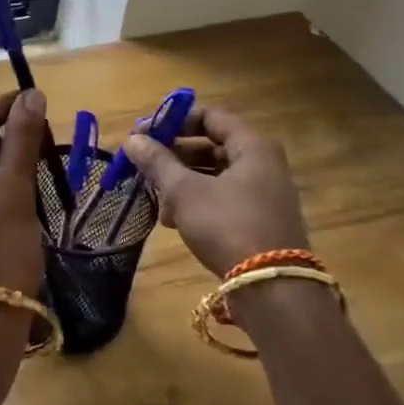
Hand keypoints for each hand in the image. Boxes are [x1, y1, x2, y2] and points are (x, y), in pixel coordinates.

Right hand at [124, 103, 309, 278]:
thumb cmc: (227, 225)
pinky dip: (196, 200)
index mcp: (252, 146)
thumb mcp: (184, 191)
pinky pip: (221, 197)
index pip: (210, 116)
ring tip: (154, 195)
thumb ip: (157, 162)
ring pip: (214, 173)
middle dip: (174, 153)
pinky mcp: (258, 219)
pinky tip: (171, 218)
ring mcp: (263, 193)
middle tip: (143, 163)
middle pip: (211, 144)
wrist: (270, 288)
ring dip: (181, 179)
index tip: (144, 133)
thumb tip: (132, 140)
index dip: (174, 120)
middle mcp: (263, 163)